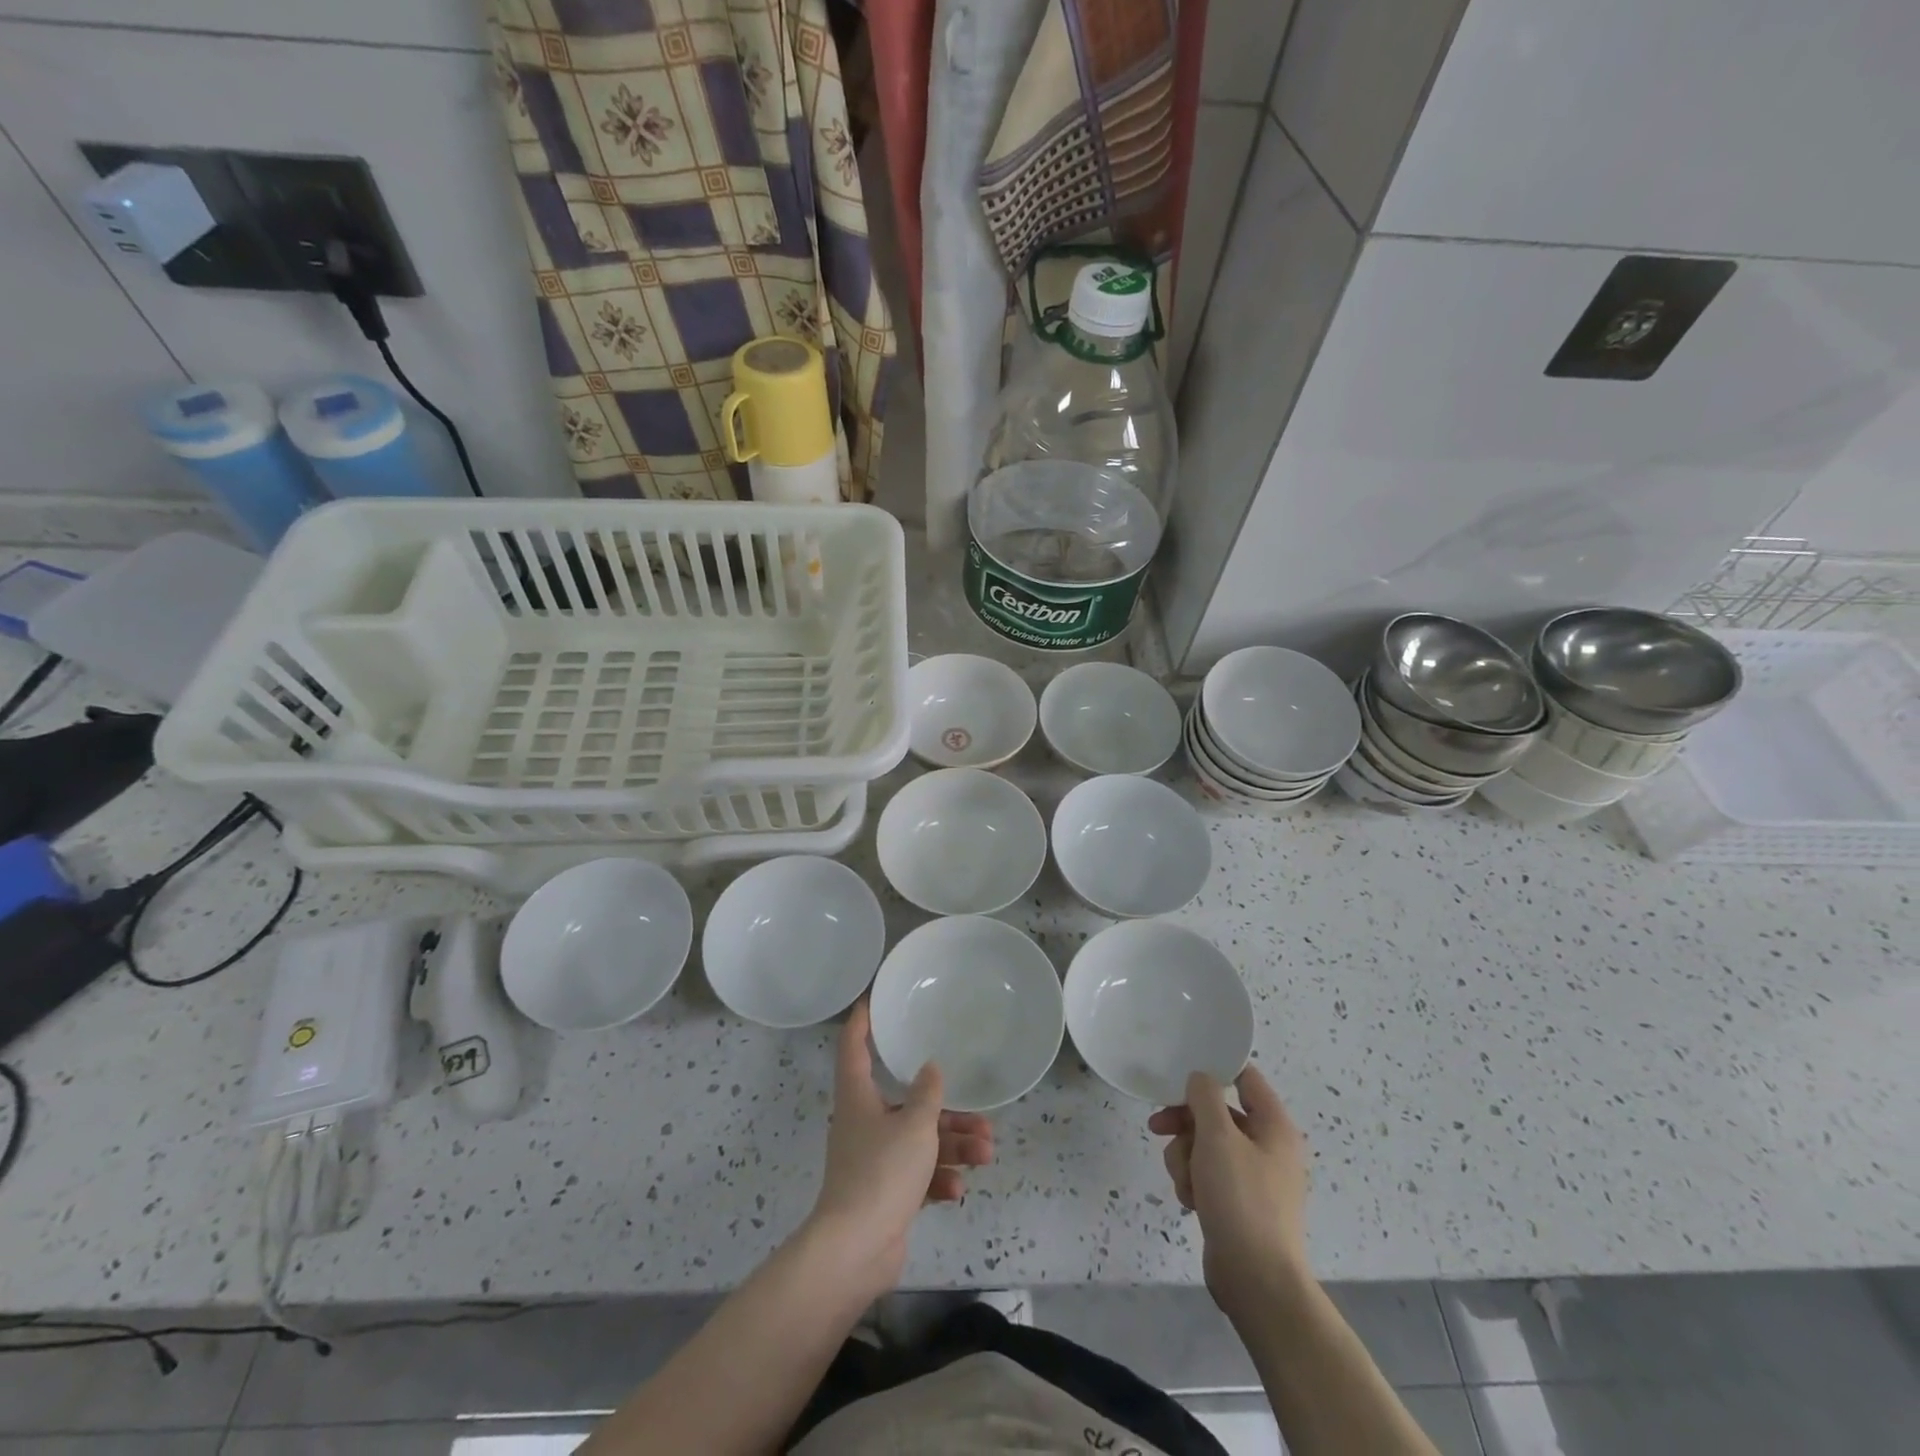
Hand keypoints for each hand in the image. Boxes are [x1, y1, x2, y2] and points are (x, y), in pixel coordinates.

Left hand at [803, 1000, 993, 1294]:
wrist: (855, 1250)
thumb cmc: (881, 1173)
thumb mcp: (915, 1126)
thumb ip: (927, 1094)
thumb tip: (931, 1068)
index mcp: (858, 1096)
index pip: (854, 1046)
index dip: (862, 1021)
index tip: (873, 999)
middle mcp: (864, 1122)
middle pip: (906, 1102)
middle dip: (946, 1109)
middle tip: (980, 1114)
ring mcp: (874, 1160)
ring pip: (919, 1141)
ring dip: (953, 1146)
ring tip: (986, 1152)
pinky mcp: (885, 1193)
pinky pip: (917, 1175)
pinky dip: (938, 1178)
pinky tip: (958, 1189)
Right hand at [1149, 1066, 1309, 1312]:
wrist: (1257, 1282)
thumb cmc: (1241, 1200)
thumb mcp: (1218, 1138)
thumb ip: (1205, 1097)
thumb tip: (1200, 1078)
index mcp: (1274, 1126)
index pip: (1246, 1078)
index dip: (1214, 1071)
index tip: (1180, 1072)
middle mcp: (1267, 1147)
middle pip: (1216, 1113)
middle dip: (1185, 1124)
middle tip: (1158, 1128)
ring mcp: (1252, 1177)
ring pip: (1205, 1145)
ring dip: (1185, 1157)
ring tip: (1185, 1182)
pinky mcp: (1237, 1203)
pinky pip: (1207, 1175)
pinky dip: (1193, 1182)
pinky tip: (1191, 1201)